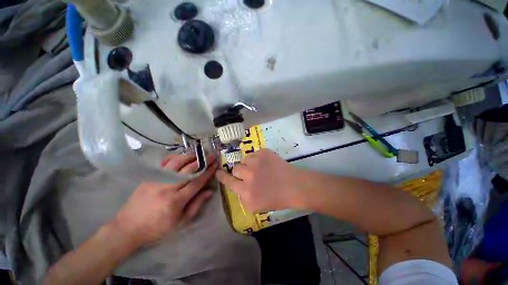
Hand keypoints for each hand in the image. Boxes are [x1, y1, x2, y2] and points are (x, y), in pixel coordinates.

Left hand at [113, 152, 216, 247]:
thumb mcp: (180, 222)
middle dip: (202, 162)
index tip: (215, 165)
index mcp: (176, 200)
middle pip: (188, 170)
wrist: (127, 228)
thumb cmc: (157, 228)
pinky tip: (180, 156)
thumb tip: (210, 191)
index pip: (197, 182)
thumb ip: (196, 205)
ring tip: (198, 154)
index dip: (208, 172)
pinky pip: (163, 164)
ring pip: (176, 163)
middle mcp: (167, 187)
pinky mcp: (149, 178)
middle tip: (211, 156)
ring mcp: (157, 180)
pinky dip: (173, 158)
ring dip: (189, 156)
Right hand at [215, 149, 303, 212]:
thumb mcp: (256, 206)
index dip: (222, 176)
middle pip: (235, 169)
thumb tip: (238, 186)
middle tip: (249, 174)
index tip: (218, 172)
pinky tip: (266, 164)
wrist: (293, 186)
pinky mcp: (263, 153)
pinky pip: (253, 154)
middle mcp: (248, 176)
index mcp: (246, 192)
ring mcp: (256, 162)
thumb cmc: (277, 199)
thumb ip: (243, 198)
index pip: (228, 181)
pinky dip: (257, 159)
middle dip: (240, 172)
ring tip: (259, 168)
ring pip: (244, 160)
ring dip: (249, 164)